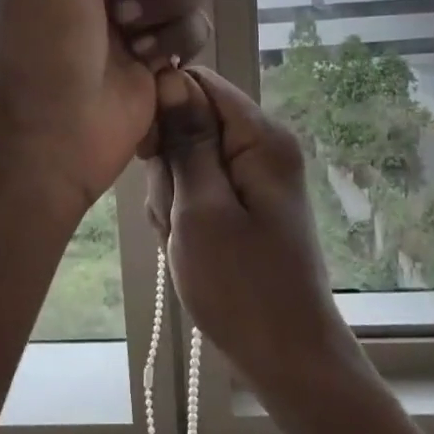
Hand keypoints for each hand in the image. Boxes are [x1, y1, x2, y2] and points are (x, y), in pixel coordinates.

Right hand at [145, 66, 353, 394]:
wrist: (285, 356)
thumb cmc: (241, 287)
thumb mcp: (201, 210)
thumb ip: (186, 141)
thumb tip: (169, 77)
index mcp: (261, 137)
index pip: (199, 84)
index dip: (164, 108)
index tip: (148, 154)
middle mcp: (262, 147)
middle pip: (190, 123)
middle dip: (169, 168)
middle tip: (176, 217)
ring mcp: (253, 178)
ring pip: (187, 161)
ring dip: (173, 199)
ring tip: (185, 241)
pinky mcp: (244, 204)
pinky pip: (198, 191)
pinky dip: (184, 216)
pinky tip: (189, 249)